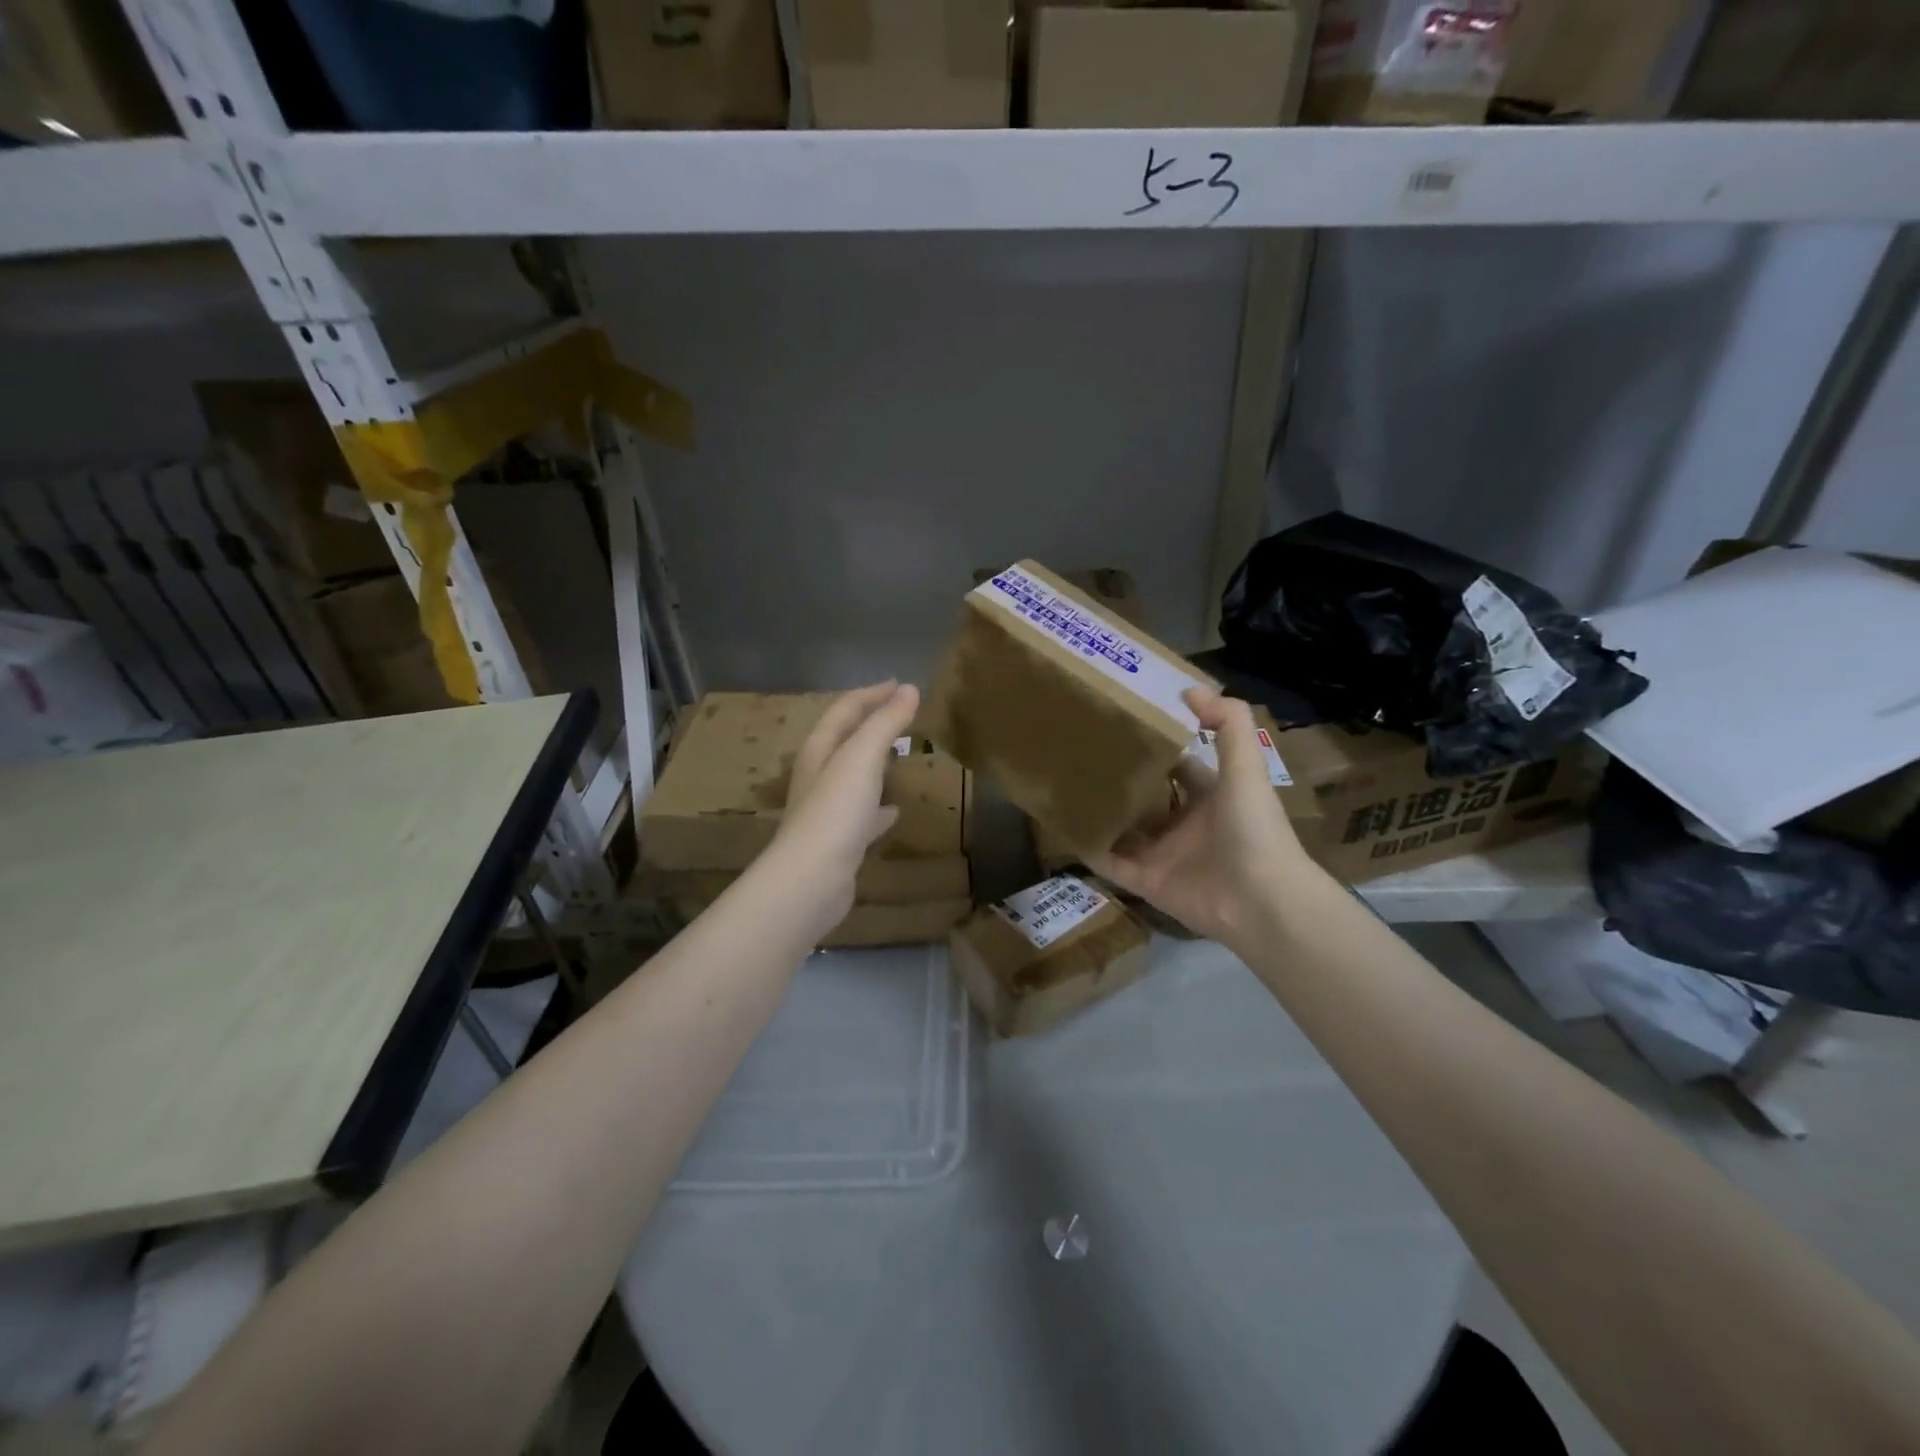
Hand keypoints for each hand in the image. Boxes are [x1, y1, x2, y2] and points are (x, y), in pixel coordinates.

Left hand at [765, 681, 919, 938]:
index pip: (845, 710)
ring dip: (875, 763)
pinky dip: (879, 807)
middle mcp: (819, 776)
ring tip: (900, 757)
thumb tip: (910, 689)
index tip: (901, 685)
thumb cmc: (835, 811)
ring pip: (853, 777)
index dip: (872, 694)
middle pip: (845, 740)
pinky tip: (894, 812)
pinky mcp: (839, 841)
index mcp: (819, 750)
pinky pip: (862, 815)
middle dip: (871, 724)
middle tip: (902, 716)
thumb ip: (885, 723)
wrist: (811, 880)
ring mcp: (827, 811)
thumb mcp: (862, 758)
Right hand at [1087, 688, 1319, 948]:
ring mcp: (1163, 854)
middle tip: (1080, 753)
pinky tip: (1064, 829)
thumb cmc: (1254, 828)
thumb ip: (1228, 724)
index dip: (1155, 746)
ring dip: (1101, 812)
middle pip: (1146, 797)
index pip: (1177, 765)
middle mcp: (1184, 824)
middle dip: (1120, 779)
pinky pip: (1111, 863)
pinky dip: (1090, 849)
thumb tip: (1189, 688)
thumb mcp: (1246, 767)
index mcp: (1210, 796)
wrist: (1261, 900)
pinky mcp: (1147, 882)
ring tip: (1063, 786)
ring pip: (1125, 829)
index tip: (1121, 725)